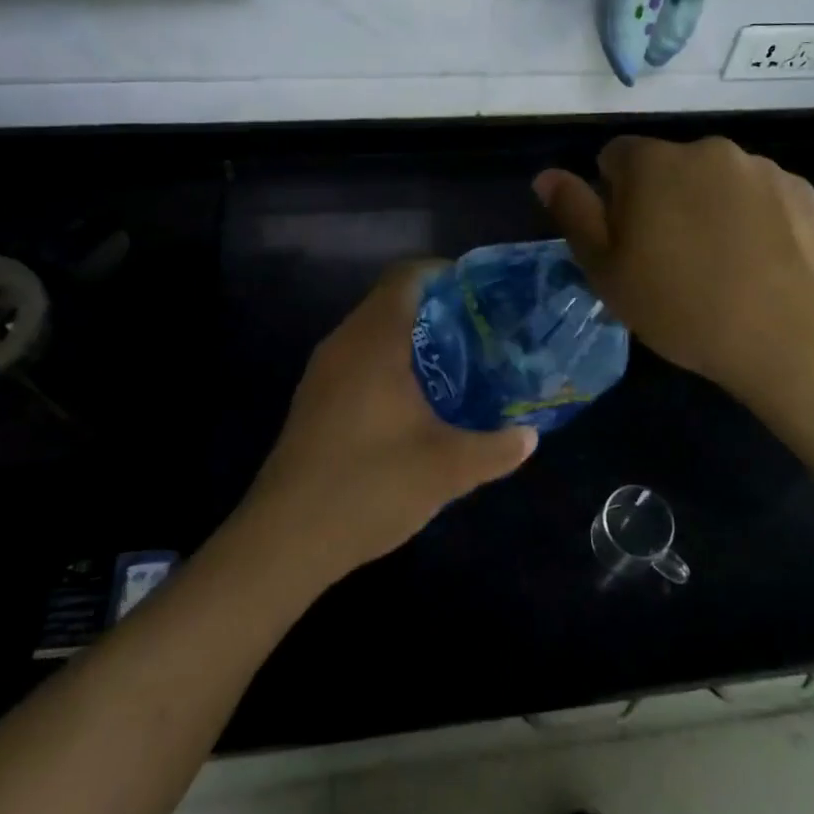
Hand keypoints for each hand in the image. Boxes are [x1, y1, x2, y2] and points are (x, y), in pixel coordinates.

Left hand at [239, 264, 537, 585]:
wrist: (284, 540)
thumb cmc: (369, 486)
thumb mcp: (447, 469)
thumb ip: (496, 448)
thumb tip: (530, 436)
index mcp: (373, 341)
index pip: (406, 276)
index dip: (443, 273)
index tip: (480, 293)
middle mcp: (343, 344)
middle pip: (390, 301)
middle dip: (436, 309)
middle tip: (480, 332)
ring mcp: (322, 373)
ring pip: (372, 333)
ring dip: (412, 340)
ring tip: (457, 364)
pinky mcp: (314, 401)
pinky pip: (358, 361)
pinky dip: (389, 364)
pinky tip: (416, 403)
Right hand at [533, 136, 813, 416]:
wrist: (799, 336)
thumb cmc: (686, 307)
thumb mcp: (609, 272)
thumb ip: (574, 215)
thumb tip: (547, 175)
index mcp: (652, 163)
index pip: (615, 157)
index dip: (613, 198)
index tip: (629, 243)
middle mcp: (707, 150)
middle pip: (668, 167)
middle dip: (662, 200)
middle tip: (673, 262)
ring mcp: (760, 168)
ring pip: (716, 182)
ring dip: (710, 209)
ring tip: (725, 270)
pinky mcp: (803, 191)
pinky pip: (760, 198)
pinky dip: (754, 221)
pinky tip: (764, 267)